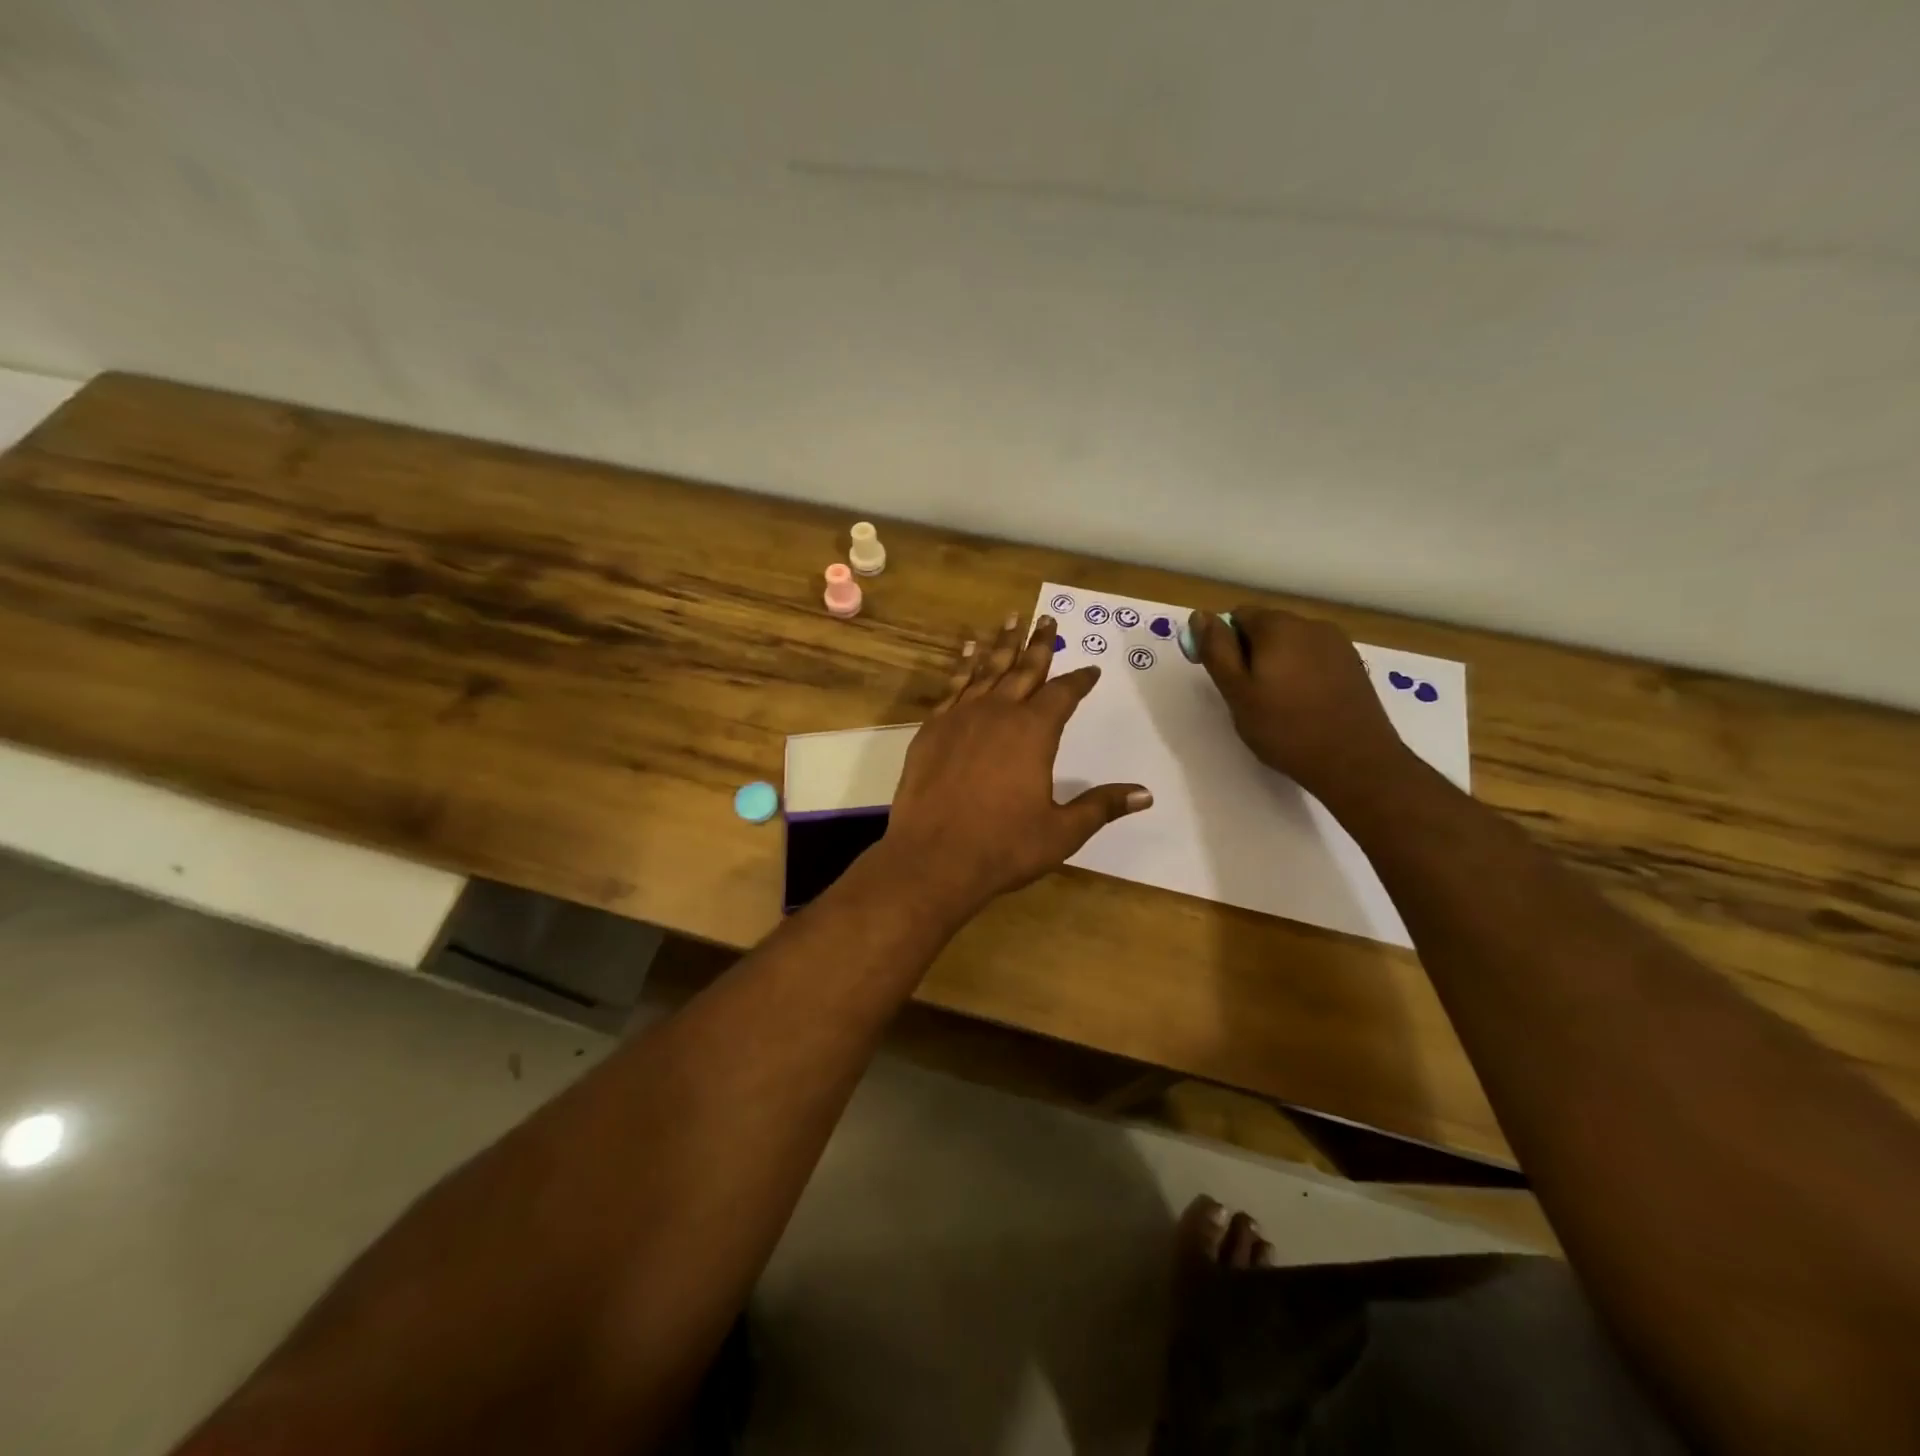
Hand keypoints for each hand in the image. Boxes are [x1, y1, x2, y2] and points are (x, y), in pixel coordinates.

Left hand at [879, 612, 1151, 918]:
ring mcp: (960, 717)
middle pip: (1024, 669)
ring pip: (986, 670)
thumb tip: (1145, 794)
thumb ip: (1101, 806)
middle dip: (1039, 644)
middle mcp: (998, 713)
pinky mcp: (932, 728)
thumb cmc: (1003, 845)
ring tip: (1010, 619)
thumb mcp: (1062, 831)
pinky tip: (969, 654)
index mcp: (1034, 731)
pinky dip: (964, 666)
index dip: (1080, 679)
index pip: (1064, 694)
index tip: (1091, 669)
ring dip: (1001, 644)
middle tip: (1047, 618)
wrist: (933, 857)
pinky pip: (953, 686)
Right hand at [1191, 607, 1409, 805]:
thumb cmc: (1285, 728)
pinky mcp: (1353, 664)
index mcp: (1278, 626)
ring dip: (1276, 663)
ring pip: (1291, 643)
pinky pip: (1314, 658)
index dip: (1222, 643)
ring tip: (1276, 703)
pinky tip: (1303, 704)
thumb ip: (1216, 650)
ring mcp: (1337, 643)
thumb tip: (1200, 615)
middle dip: (1250, 653)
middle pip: (1266, 627)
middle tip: (1247, 696)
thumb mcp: (1237, 692)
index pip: (1237, 616)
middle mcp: (1310, 624)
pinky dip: (1301, 672)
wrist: (1354, 761)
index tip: (1223, 678)